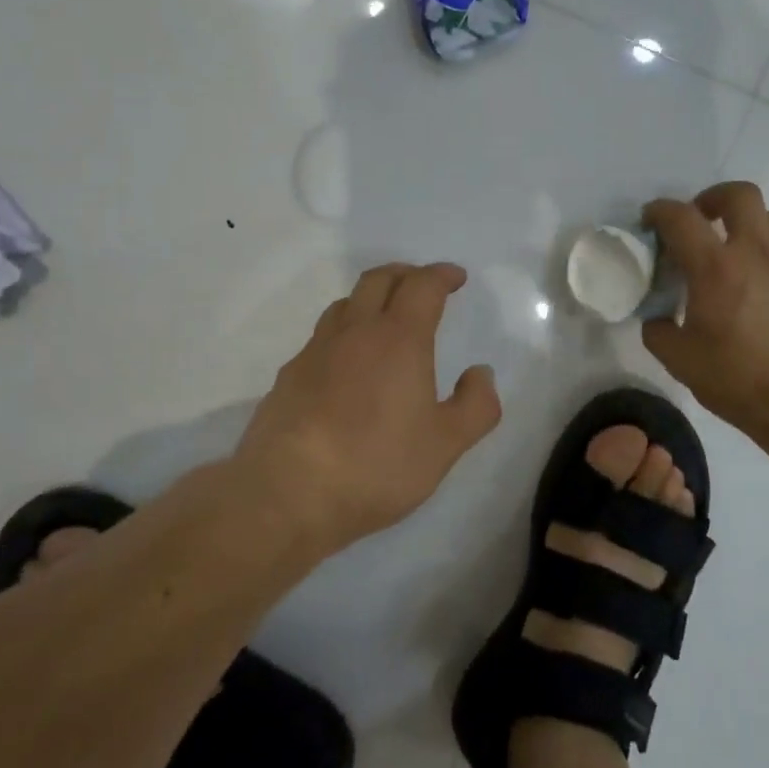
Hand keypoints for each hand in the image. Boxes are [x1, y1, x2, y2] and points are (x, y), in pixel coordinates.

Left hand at [233, 262, 501, 552]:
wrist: (288, 493)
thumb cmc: (376, 465)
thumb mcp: (445, 445)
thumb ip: (475, 405)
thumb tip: (480, 373)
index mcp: (399, 338)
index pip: (422, 285)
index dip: (442, 275)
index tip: (456, 278)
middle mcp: (355, 332)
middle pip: (378, 279)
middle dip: (405, 273)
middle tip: (422, 285)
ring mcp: (315, 351)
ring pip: (345, 304)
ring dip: (370, 299)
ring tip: (384, 319)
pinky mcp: (289, 376)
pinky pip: (321, 338)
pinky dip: (343, 335)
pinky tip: (346, 366)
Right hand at [642, 182, 768, 438]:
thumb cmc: (739, 382)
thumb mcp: (679, 360)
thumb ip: (659, 328)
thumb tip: (660, 316)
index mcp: (716, 268)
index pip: (680, 217)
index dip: (660, 211)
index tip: (651, 221)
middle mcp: (758, 253)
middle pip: (739, 194)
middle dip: (713, 198)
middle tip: (702, 221)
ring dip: (746, 228)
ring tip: (736, 257)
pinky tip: (768, 297)